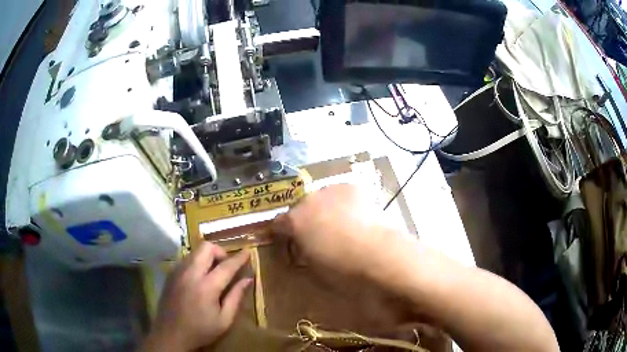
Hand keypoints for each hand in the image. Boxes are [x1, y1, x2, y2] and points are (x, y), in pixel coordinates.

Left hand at [142, 243, 251, 351]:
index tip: (248, 252)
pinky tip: (199, 278)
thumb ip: (236, 297)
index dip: (239, 258)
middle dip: (220, 252)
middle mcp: (190, 273)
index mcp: (206, 287)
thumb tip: (248, 279)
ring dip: (207, 256)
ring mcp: (178, 272)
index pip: (226, 265)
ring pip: (195, 251)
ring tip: (213, 272)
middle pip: (206, 247)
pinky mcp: (170, 274)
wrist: (170, 334)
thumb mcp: (224, 320)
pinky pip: (186, 259)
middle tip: (226, 266)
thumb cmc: (200, 330)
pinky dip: (197, 262)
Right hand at [271, 184, 418, 281]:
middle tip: (318, 234)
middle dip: (305, 219)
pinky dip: (345, 203)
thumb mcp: (312, 267)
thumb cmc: (341, 269)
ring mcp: (331, 190)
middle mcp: (308, 200)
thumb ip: (301, 253)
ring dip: (325, 208)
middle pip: (300, 207)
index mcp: (294, 221)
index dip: (282, 232)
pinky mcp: (353, 188)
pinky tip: (356, 216)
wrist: (376, 253)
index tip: (288, 240)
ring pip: (321, 197)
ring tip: (340, 224)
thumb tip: (302, 248)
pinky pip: (342, 194)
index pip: (278, 223)